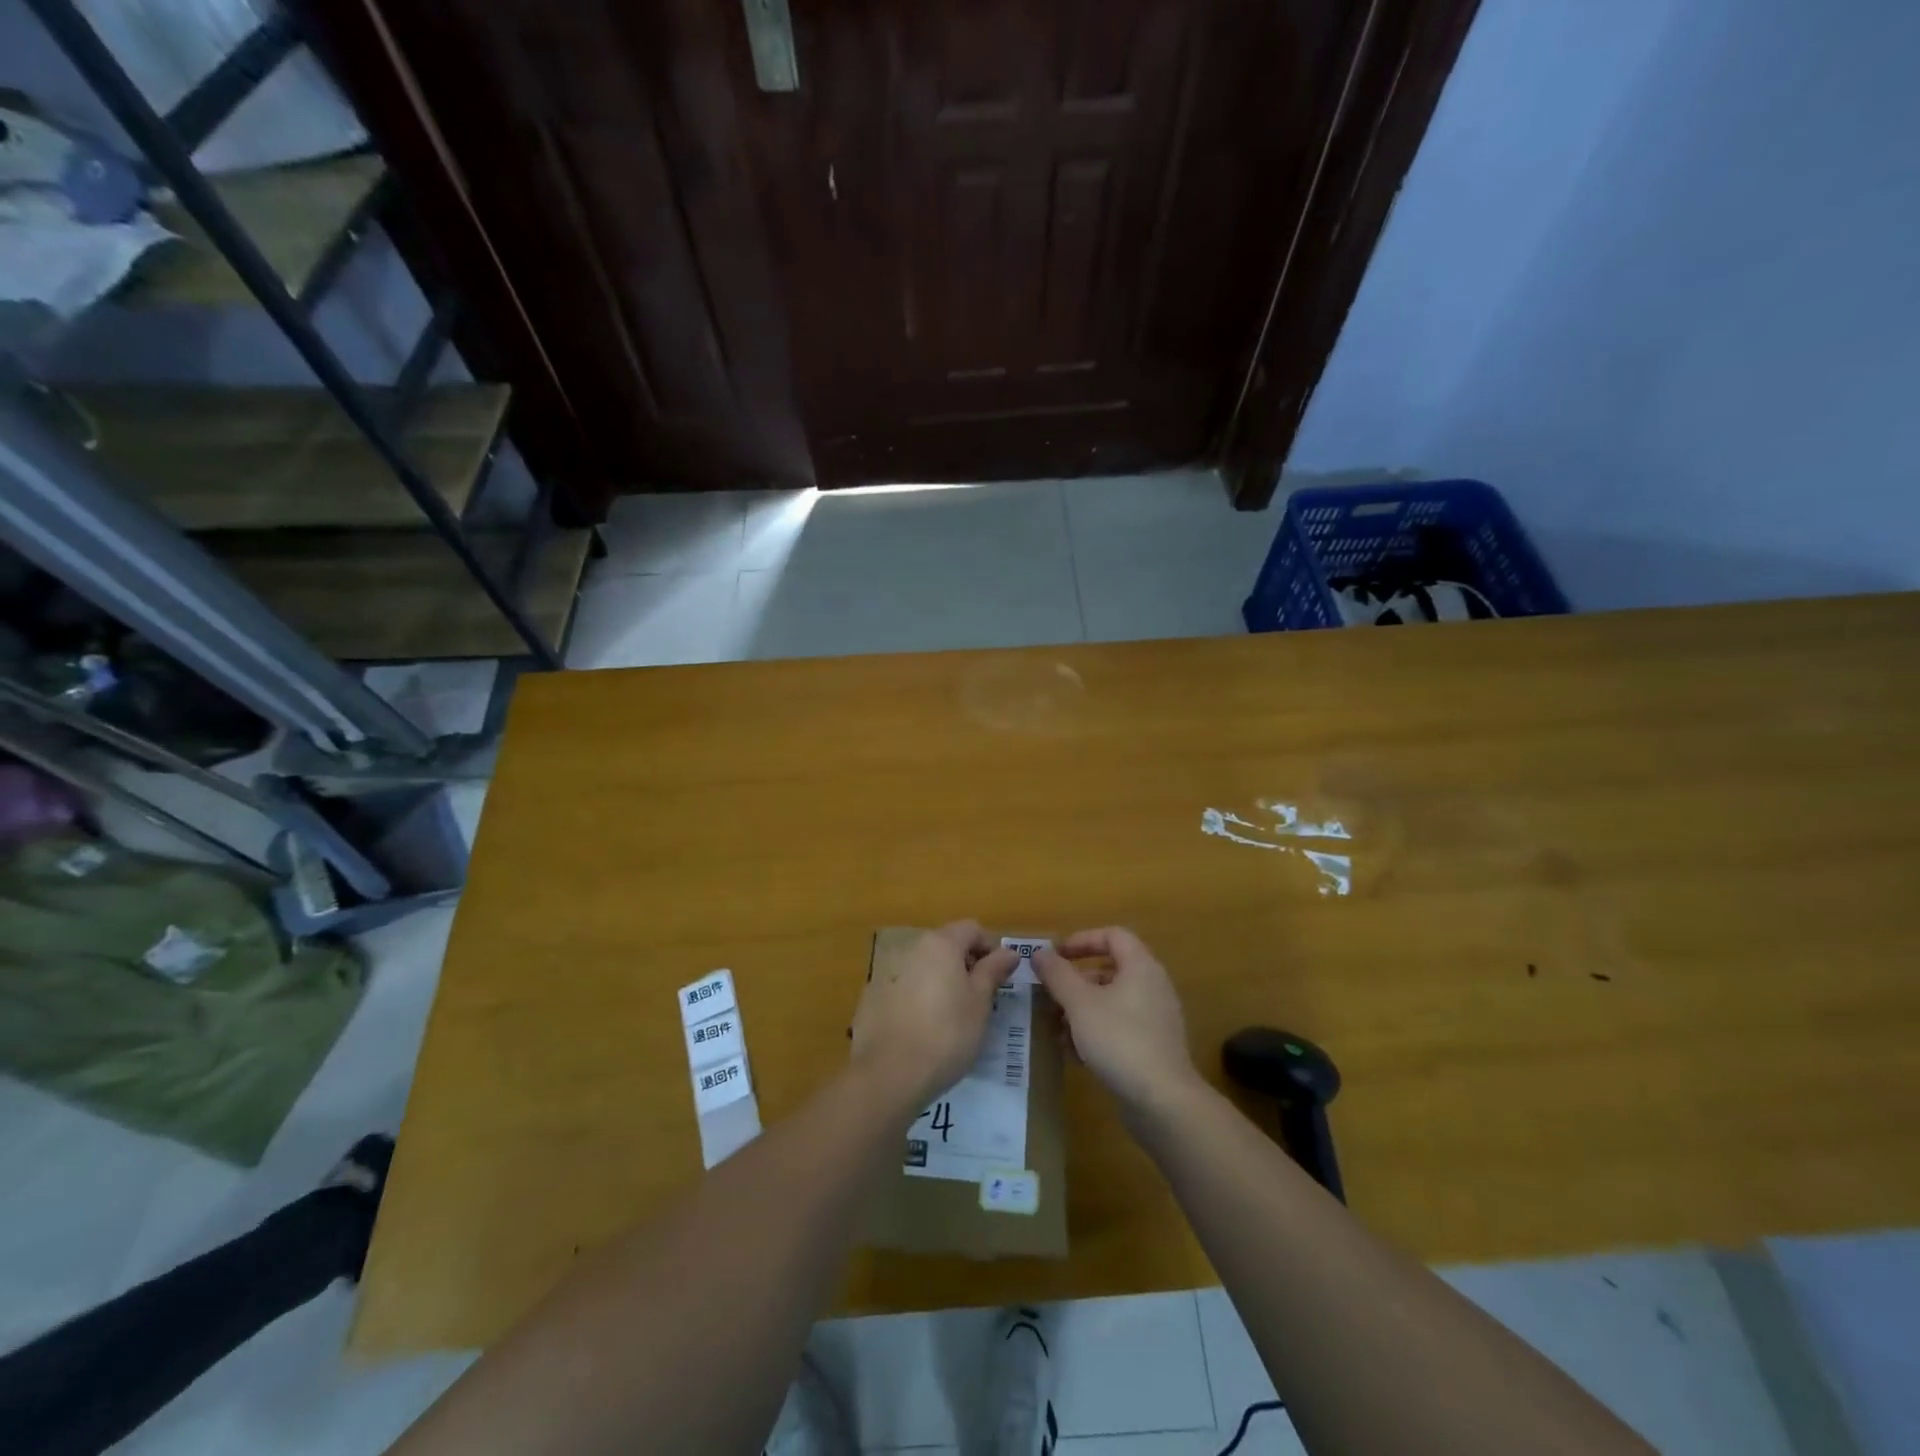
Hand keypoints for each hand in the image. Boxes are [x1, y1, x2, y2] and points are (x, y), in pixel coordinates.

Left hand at [851, 921, 1017, 1110]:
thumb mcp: (980, 1003)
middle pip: (944, 945)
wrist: (889, 1073)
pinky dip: (915, 998)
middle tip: (977, 999)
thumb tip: (1010, 951)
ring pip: (922, 967)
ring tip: (949, 1017)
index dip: (989, 948)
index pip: (971, 929)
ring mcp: (886, 972)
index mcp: (940, 944)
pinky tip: (920, 1029)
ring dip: (939, 981)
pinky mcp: (871, 997)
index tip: (997, 978)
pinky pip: (901, 987)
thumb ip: (993, 971)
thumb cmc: (947, 1034)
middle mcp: (911, 948)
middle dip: (963, 965)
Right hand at [1034, 927, 1197, 1109]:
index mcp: (1141, 966)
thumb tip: (1040, 952)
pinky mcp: (1154, 1047)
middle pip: (1110, 969)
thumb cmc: (1119, 1040)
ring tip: (1055, 1027)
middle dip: (1076, 980)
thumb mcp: (1079, 1003)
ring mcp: (1156, 1018)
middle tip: (1050, 994)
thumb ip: (1057, 974)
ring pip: (1112, 1001)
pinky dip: (1096, 1030)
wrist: (1163, 1102)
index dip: (1082, 940)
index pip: (1112, 935)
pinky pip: (1120, 1026)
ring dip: (1081, 1009)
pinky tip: (1074, 1053)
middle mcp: (1153, 986)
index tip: (1056, 957)